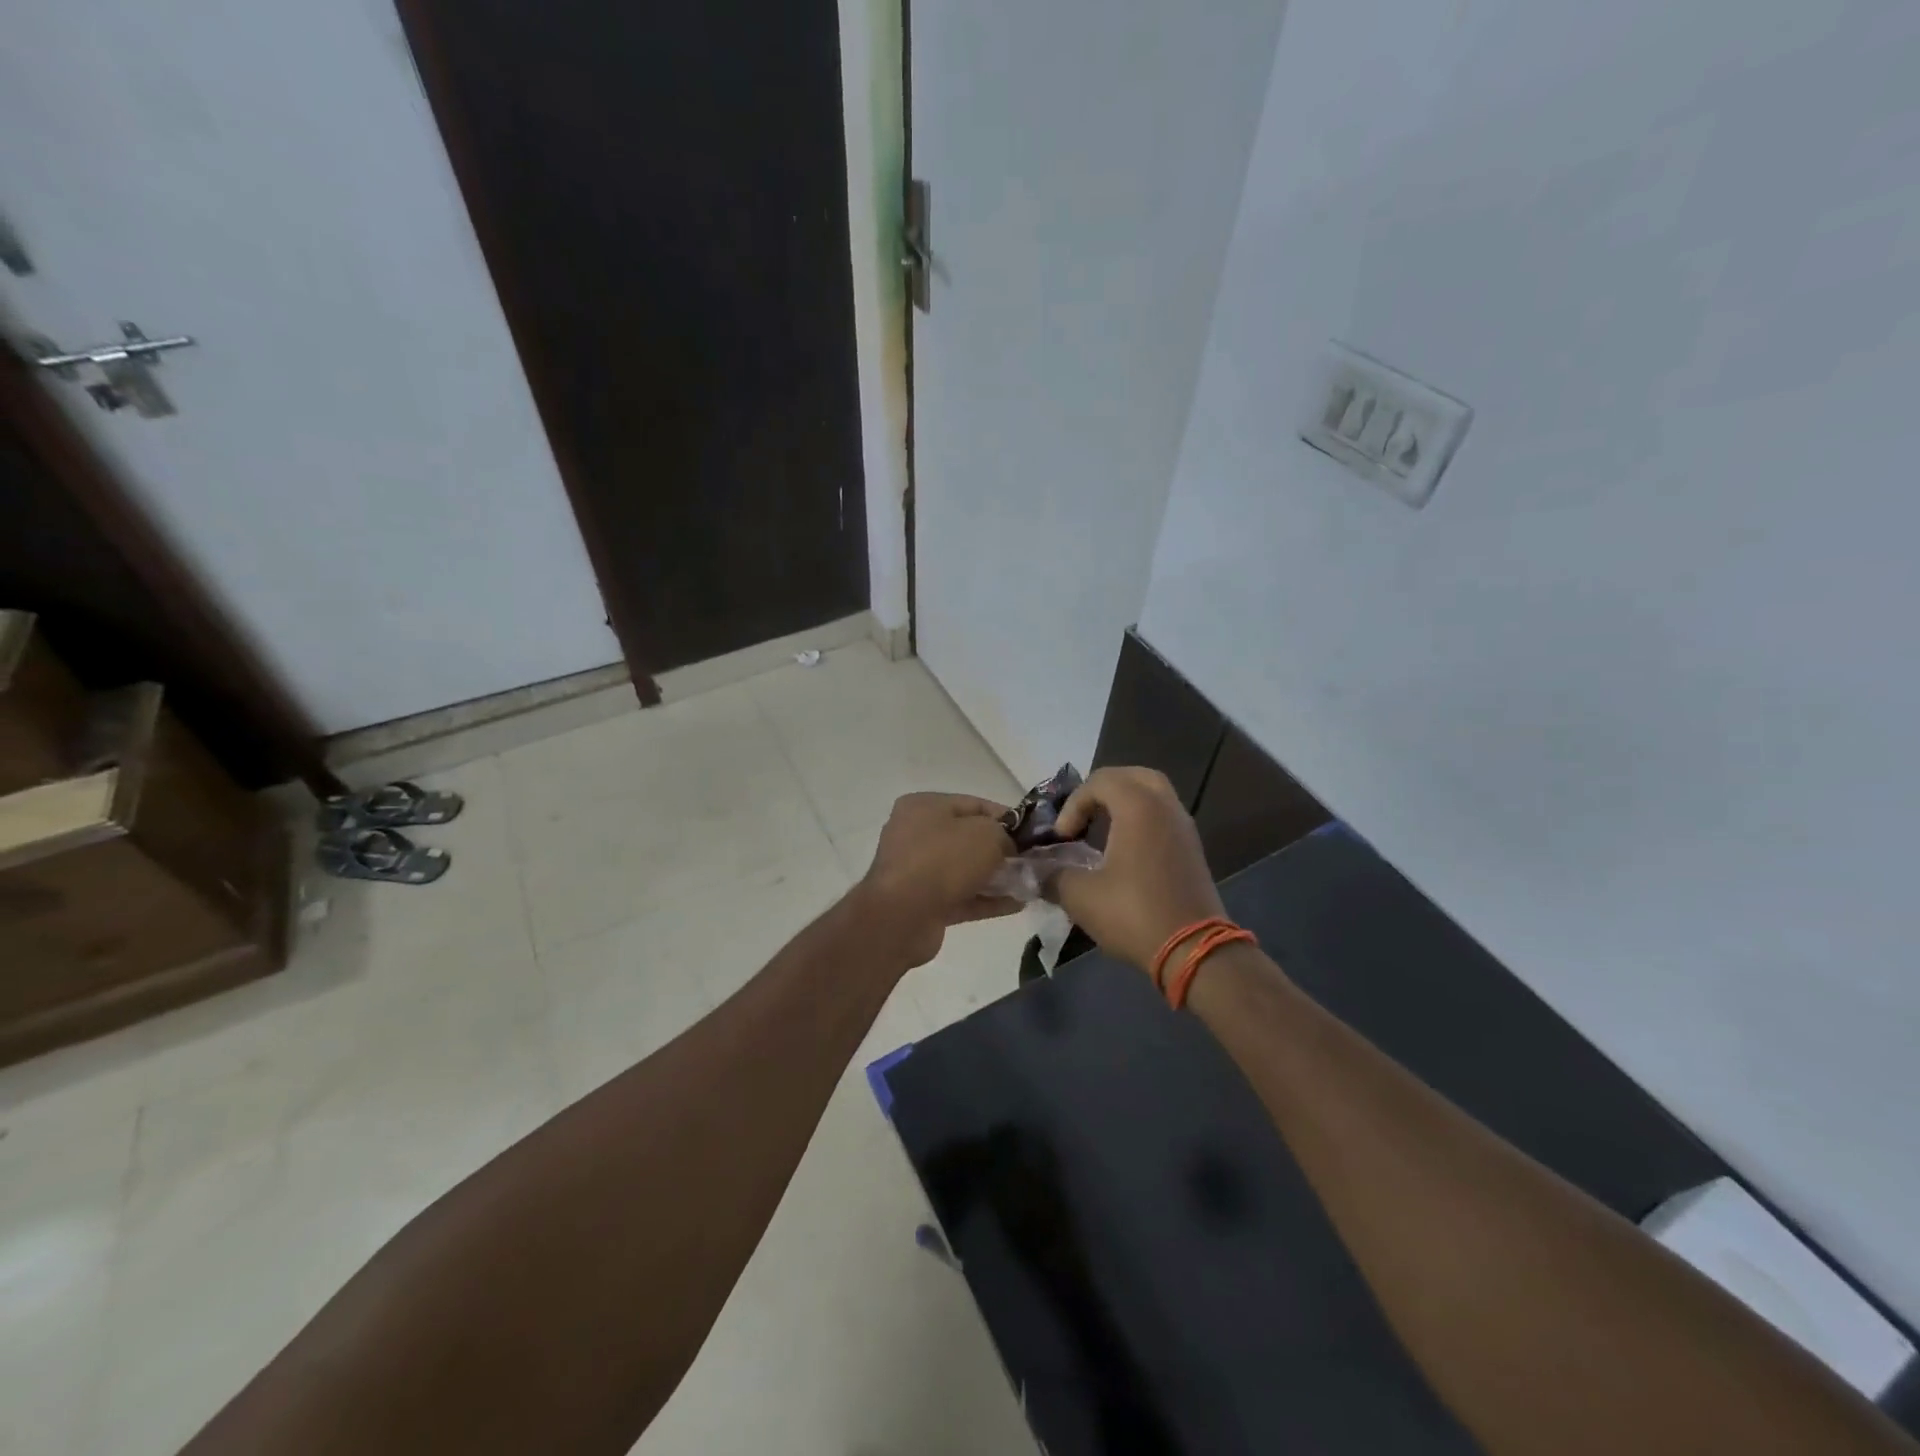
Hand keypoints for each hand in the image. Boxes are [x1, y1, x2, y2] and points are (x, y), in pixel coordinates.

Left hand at [858, 793, 1020, 967]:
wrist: (902, 916)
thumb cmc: (943, 861)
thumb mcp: (985, 835)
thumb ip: (1004, 835)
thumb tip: (1008, 846)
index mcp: (924, 806)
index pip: (973, 804)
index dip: (1006, 817)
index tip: (1031, 832)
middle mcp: (916, 834)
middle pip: (968, 838)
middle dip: (1001, 849)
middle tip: (1031, 860)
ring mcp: (917, 870)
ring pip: (965, 869)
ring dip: (996, 877)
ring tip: (1029, 884)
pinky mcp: (922, 903)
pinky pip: (961, 896)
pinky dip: (986, 899)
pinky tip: (1017, 905)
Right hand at [1050, 767, 1224, 974]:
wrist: (1194, 951)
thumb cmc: (1134, 914)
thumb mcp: (1080, 896)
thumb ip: (1053, 876)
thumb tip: (1036, 872)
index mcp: (1138, 807)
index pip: (1100, 781)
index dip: (1073, 805)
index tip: (1062, 838)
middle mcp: (1165, 807)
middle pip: (1133, 776)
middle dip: (1103, 790)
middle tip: (1084, 815)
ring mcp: (1184, 827)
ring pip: (1154, 795)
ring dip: (1124, 804)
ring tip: (1100, 831)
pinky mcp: (1192, 850)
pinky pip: (1164, 817)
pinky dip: (1141, 820)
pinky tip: (1124, 850)